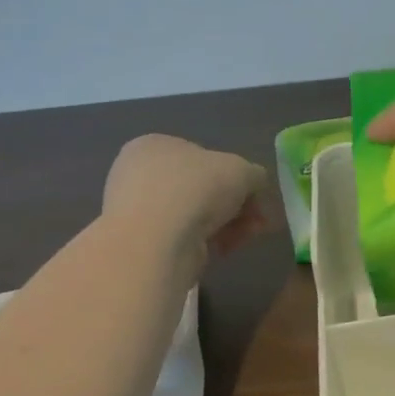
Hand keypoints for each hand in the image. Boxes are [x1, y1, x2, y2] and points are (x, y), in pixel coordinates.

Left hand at [102, 135, 269, 261]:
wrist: (156, 242)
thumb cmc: (196, 189)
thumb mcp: (242, 170)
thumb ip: (254, 175)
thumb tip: (255, 186)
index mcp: (155, 145)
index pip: (203, 158)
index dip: (236, 178)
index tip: (257, 198)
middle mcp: (139, 174)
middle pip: (202, 189)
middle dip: (236, 206)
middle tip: (258, 222)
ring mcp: (136, 212)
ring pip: (195, 215)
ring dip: (226, 226)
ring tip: (244, 238)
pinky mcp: (141, 245)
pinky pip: (184, 239)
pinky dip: (207, 243)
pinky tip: (222, 250)